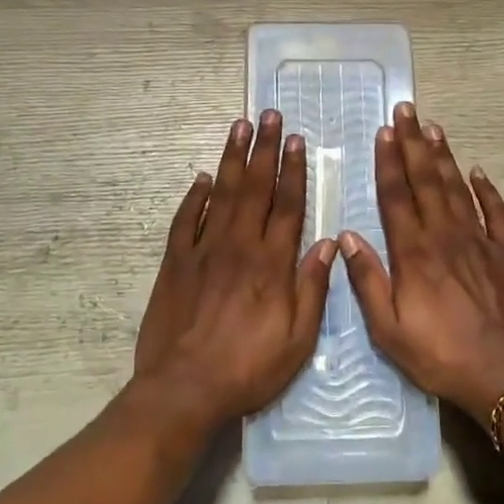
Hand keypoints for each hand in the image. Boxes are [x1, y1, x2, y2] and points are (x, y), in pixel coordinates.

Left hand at [132, 111, 335, 432]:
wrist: (184, 388)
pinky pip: (185, 220)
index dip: (294, 170)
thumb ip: (313, 288)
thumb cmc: (249, 368)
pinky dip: (195, 197)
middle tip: (269, 115)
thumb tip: (327, 243)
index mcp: (271, 263)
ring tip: (240, 127)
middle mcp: (239, 246)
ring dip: (233, 159)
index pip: (287, 205)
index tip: (297, 140)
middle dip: (264, 149)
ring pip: (222, 193)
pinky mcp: (176, 262)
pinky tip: (202, 178)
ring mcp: (203, 250)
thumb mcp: (298, 340)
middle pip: (255, 188)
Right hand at [341, 102, 503, 426]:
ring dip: (444, 156)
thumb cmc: (442, 355)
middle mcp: (445, 235)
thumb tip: (346, 237)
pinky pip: (496, 212)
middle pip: (426, 180)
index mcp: (414, 252)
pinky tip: (478, 172)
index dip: (389, 161)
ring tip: (434, 128)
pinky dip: (486, 190)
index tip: (384, 132)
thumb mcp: (389, 330)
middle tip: (407, 110)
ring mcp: (480, 241)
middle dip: (414, 143)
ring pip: (457, 188)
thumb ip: (368, 281)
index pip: (396, 196)